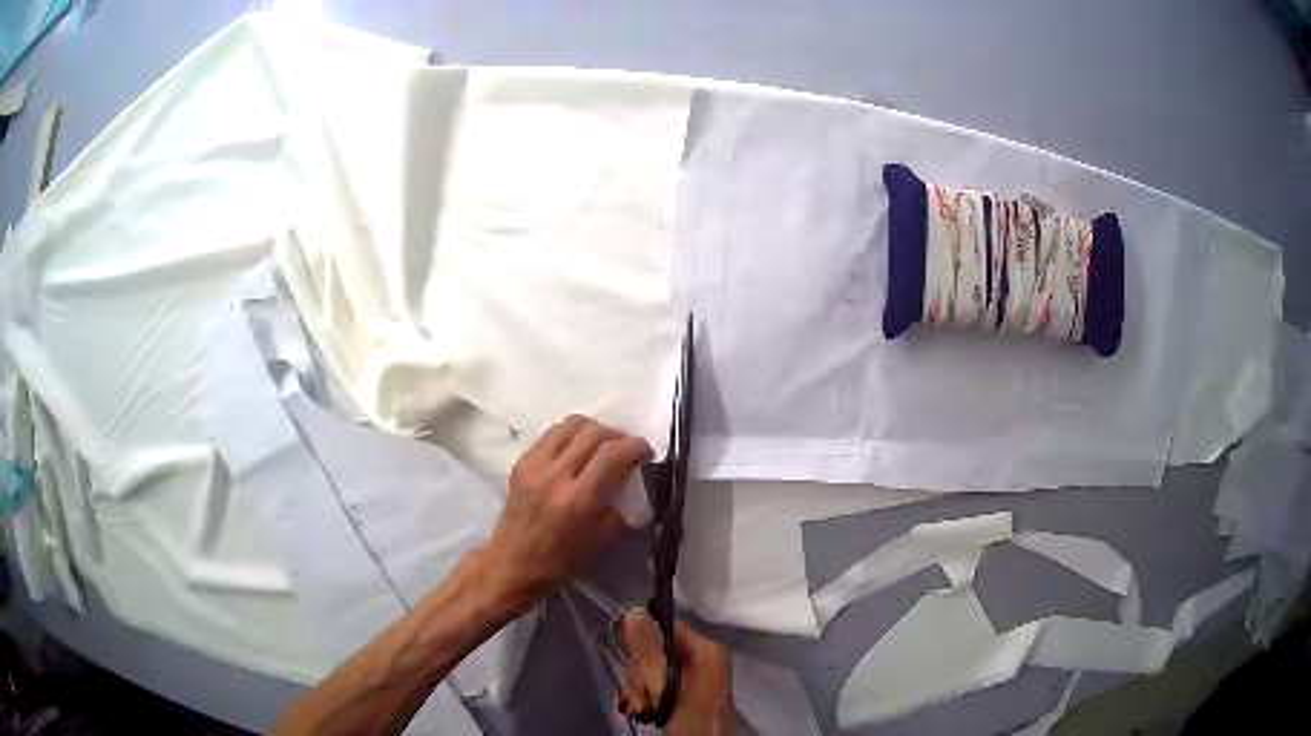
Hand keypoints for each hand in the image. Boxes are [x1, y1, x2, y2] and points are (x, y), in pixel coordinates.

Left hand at [478, 415, 651, 612]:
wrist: (513, 563)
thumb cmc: (561, 561)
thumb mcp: (603, 540)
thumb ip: (622, 508)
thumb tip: (637, 484)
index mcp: (579, 499)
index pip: (613, 453)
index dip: (636, 446)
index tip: (646, 454)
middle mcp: (555, 475)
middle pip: (593, 432)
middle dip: (617, 435)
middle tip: (626, 450)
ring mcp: (535, 465)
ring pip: (570, 424)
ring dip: (593, 430)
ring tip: (601, 446)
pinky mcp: (521, 462)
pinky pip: (551, 435)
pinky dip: (570, 437)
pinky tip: (575, 453)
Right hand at [619, 609, 734, 735]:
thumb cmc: (691, 721)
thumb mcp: (667, 688)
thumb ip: (650, 653)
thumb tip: (634, 611)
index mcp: (707, 649)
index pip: (665, 626)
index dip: (644, 645)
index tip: (635, 667)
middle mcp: (702, 658)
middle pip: (654, 651)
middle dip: (640, 676)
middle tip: (643, 697)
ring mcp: (693, 678)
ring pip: (650, 672)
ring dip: (639, 691)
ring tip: (643, 709)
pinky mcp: (684, 695)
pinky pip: (655, 687)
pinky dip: (644, 699)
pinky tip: (643, 712)